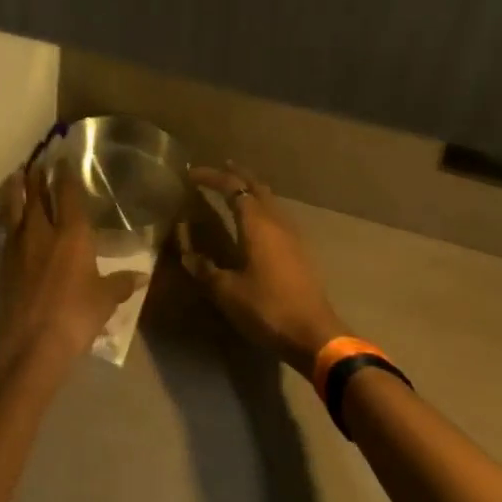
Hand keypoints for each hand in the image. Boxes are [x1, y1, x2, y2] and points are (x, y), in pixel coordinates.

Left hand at [0, 164, 139, 361]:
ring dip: (18, 190)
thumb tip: (143, 275)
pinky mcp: (3, 262)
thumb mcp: (104, 300)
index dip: (66, 175)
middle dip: (38, 176)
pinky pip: (7, 229)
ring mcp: (19, 245)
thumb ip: (121, 283)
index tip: (63, 159)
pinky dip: (9, 217)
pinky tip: (11, 218)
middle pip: (38, 195)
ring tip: (17, 175)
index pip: (68, 195)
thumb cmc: (75, 316)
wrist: (28, 342)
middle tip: (38, 161)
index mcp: (72, 234)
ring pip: (17, 208)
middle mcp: (43, 231)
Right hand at [177, 164, 345, 374]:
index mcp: (257, 225)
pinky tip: (255, 220)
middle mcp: (276, 222)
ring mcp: (292, 235)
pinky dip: (261, 206)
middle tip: (217, 167)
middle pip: (257, 186)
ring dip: (251, 189)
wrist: (314, 335)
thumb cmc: (267, 309)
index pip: (233, 188)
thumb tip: (187, 253)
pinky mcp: (299, 250)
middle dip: (236, 174)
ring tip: (234, 188)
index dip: (211, 177)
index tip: (191, 173)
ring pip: (270, 199)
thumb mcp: (227, 292)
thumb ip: (205, 269)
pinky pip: (277, 215)